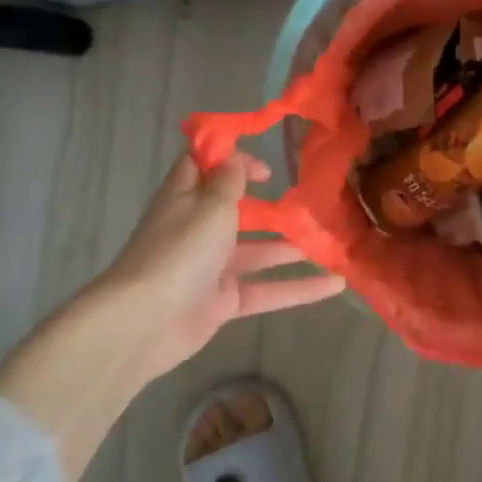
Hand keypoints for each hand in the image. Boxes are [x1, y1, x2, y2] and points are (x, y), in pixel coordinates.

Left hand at [0, 150, 344, 481]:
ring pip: (258, 253)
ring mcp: (212, 268)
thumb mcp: (210, 206)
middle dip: (271, 208)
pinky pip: (267, 290)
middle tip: (310, 206)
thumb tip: (234, 159)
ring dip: (291, 247)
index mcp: (186, 199)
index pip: (205, 168)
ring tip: (330, 242)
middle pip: (237, 212)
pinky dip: (299, 288)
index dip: (232, 161)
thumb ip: (228, 182)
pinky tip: (335, 285)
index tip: (268, 169)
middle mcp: (198, 230)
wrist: (146, 321)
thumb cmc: (180, 251)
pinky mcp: (224, 302)